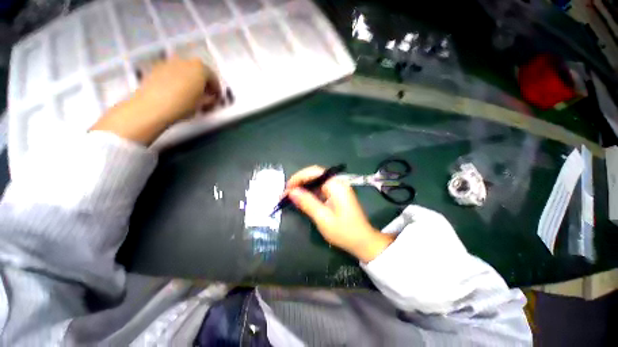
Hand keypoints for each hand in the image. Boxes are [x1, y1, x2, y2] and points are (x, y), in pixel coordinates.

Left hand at [135, 55, 220, 122]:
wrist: (152, 106)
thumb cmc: (183, 105)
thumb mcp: (202, 104)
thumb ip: (209, 98)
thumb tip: (210, 97)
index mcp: (201, 69)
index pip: (213, 78)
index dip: (216, 89)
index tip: (216, 98)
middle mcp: (186, 61)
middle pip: (198, 71)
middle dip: (203, 82)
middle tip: (204, 95)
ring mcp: (169, 62)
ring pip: (185, 70)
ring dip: (189, 80)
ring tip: (189, 94)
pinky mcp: (156, 68)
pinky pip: (172, 72)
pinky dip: (177, 79)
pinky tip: (176, 92)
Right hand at [286, 166, 393, 262]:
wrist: (363, 242)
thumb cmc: (344, 231)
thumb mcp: (323, 218)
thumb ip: (307, 202)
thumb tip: (291, 192)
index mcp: (336, 185)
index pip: (315, 172)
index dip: (299, 177)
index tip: (287, 188)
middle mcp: (337, 183)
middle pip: (315, 175)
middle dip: (300, 181)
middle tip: (287, 193)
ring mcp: (338, 189)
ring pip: (317, 181)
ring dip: (304, 187)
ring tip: (291, 196)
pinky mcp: (337, 195)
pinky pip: (320, 189)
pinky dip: (310, 192)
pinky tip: (302, 199)